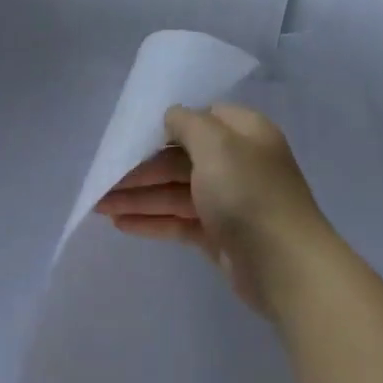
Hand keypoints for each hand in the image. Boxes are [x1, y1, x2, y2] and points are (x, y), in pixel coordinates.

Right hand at [95, 104, 329, 315]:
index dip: (165, 126)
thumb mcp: (217, 144)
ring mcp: (228, 202)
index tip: (131, 135)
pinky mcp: (219, 235)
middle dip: (140, 169)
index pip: (201, 119)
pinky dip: (151, 220)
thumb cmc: (248, 194)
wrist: (284, 265)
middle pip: (179, 159)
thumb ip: (188, 124)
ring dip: (138, 197)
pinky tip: (120, 224)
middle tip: (102, 179)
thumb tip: (171, 116)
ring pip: (175, 192)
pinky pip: (178, 221)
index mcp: (244, 134)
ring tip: (98, 207)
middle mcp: (237, 164)